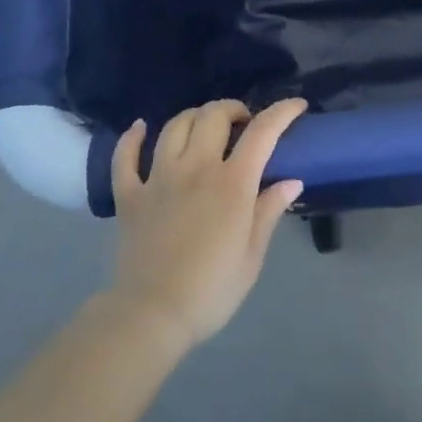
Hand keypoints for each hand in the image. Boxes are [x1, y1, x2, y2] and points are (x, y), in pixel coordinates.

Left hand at [108, 98, 306, 350]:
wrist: (151, 316)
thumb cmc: (211, 290)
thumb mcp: (252, 256)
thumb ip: (269, 211)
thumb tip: (291, 180)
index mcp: (232, 184)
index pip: (262, 132)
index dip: (281, 112)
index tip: (296, 105)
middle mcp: (195, 169)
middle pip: (213, 116)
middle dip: (233, 109)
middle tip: (243, 123)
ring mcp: (158, 178)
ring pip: (175, 126)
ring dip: (194, 116)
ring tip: (205, 126)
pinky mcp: (129, 195)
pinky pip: (125, 157)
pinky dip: (132, 138)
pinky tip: (140, 128)